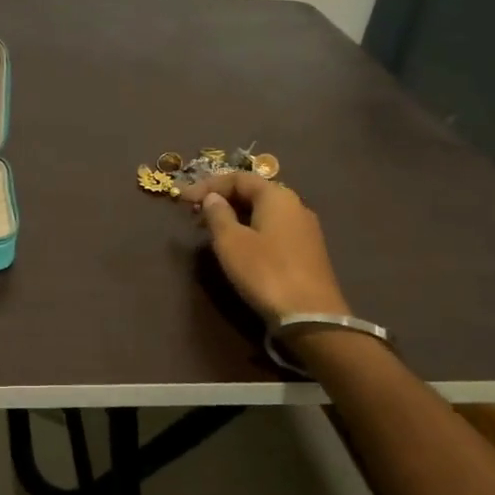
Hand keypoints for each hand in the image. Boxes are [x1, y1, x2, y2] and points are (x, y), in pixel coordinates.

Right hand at [182, 171, 348, 324]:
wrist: (311, 316)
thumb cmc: (266, 272)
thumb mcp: (231, 242)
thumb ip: (218, 214)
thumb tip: (213, 198)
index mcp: (277, 196)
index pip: (238, 178)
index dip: (208, 185)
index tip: (183, 199)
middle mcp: (295, 205)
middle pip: (253, 192)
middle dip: (222, 199)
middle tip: (195, 213)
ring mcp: (304, 229)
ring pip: (263, 212)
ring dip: (235, 216)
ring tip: (211, 230)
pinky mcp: (307, 251)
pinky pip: (273, 229)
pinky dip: (251, 230)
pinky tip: (238, 246)